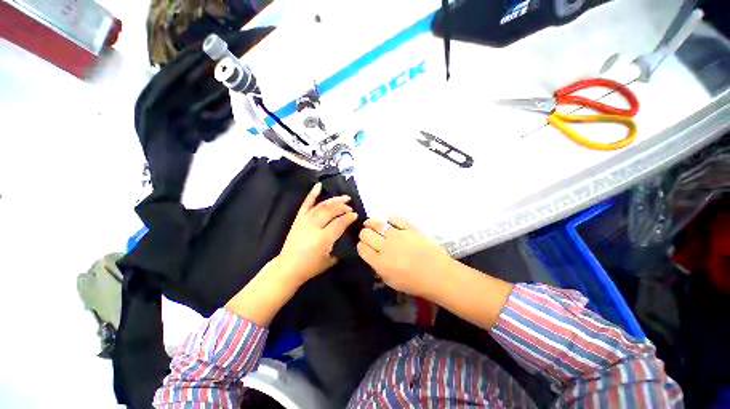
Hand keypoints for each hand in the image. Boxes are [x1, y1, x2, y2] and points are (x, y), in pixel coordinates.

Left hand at [277, 182, 358, 284]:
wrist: (288, 267)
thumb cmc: (310, 267)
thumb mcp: (330, 260)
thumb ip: (339, 245)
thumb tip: (346, 234)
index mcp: (323, 238)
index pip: (339, 223)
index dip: (349, 217)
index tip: (355, 215)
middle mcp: (314, 226)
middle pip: (331, 211)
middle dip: (343, 207)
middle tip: (350, 207)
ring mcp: (305, 221)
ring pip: (322, 206)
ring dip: (334, 200)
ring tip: (344, 198)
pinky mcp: (298, 219)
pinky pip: (306, 204)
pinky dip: (312, 194)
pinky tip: (319, 186)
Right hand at [357, 216, 454, 298]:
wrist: (438, 274)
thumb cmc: (414, 282)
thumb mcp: (391, 281)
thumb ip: (378, 267)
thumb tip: (372, 255)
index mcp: (380, 262)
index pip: (362, 248)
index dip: (361, 246)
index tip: (364, 246)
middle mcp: (385, 246)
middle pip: (366, 234)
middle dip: (364, 234)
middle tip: (368, 236)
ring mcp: (398, 235)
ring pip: (377, 224)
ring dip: (371, 223)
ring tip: (370, 223)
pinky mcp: (409, 228)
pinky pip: (395, 218)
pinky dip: (389, 218)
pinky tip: (388, 220)